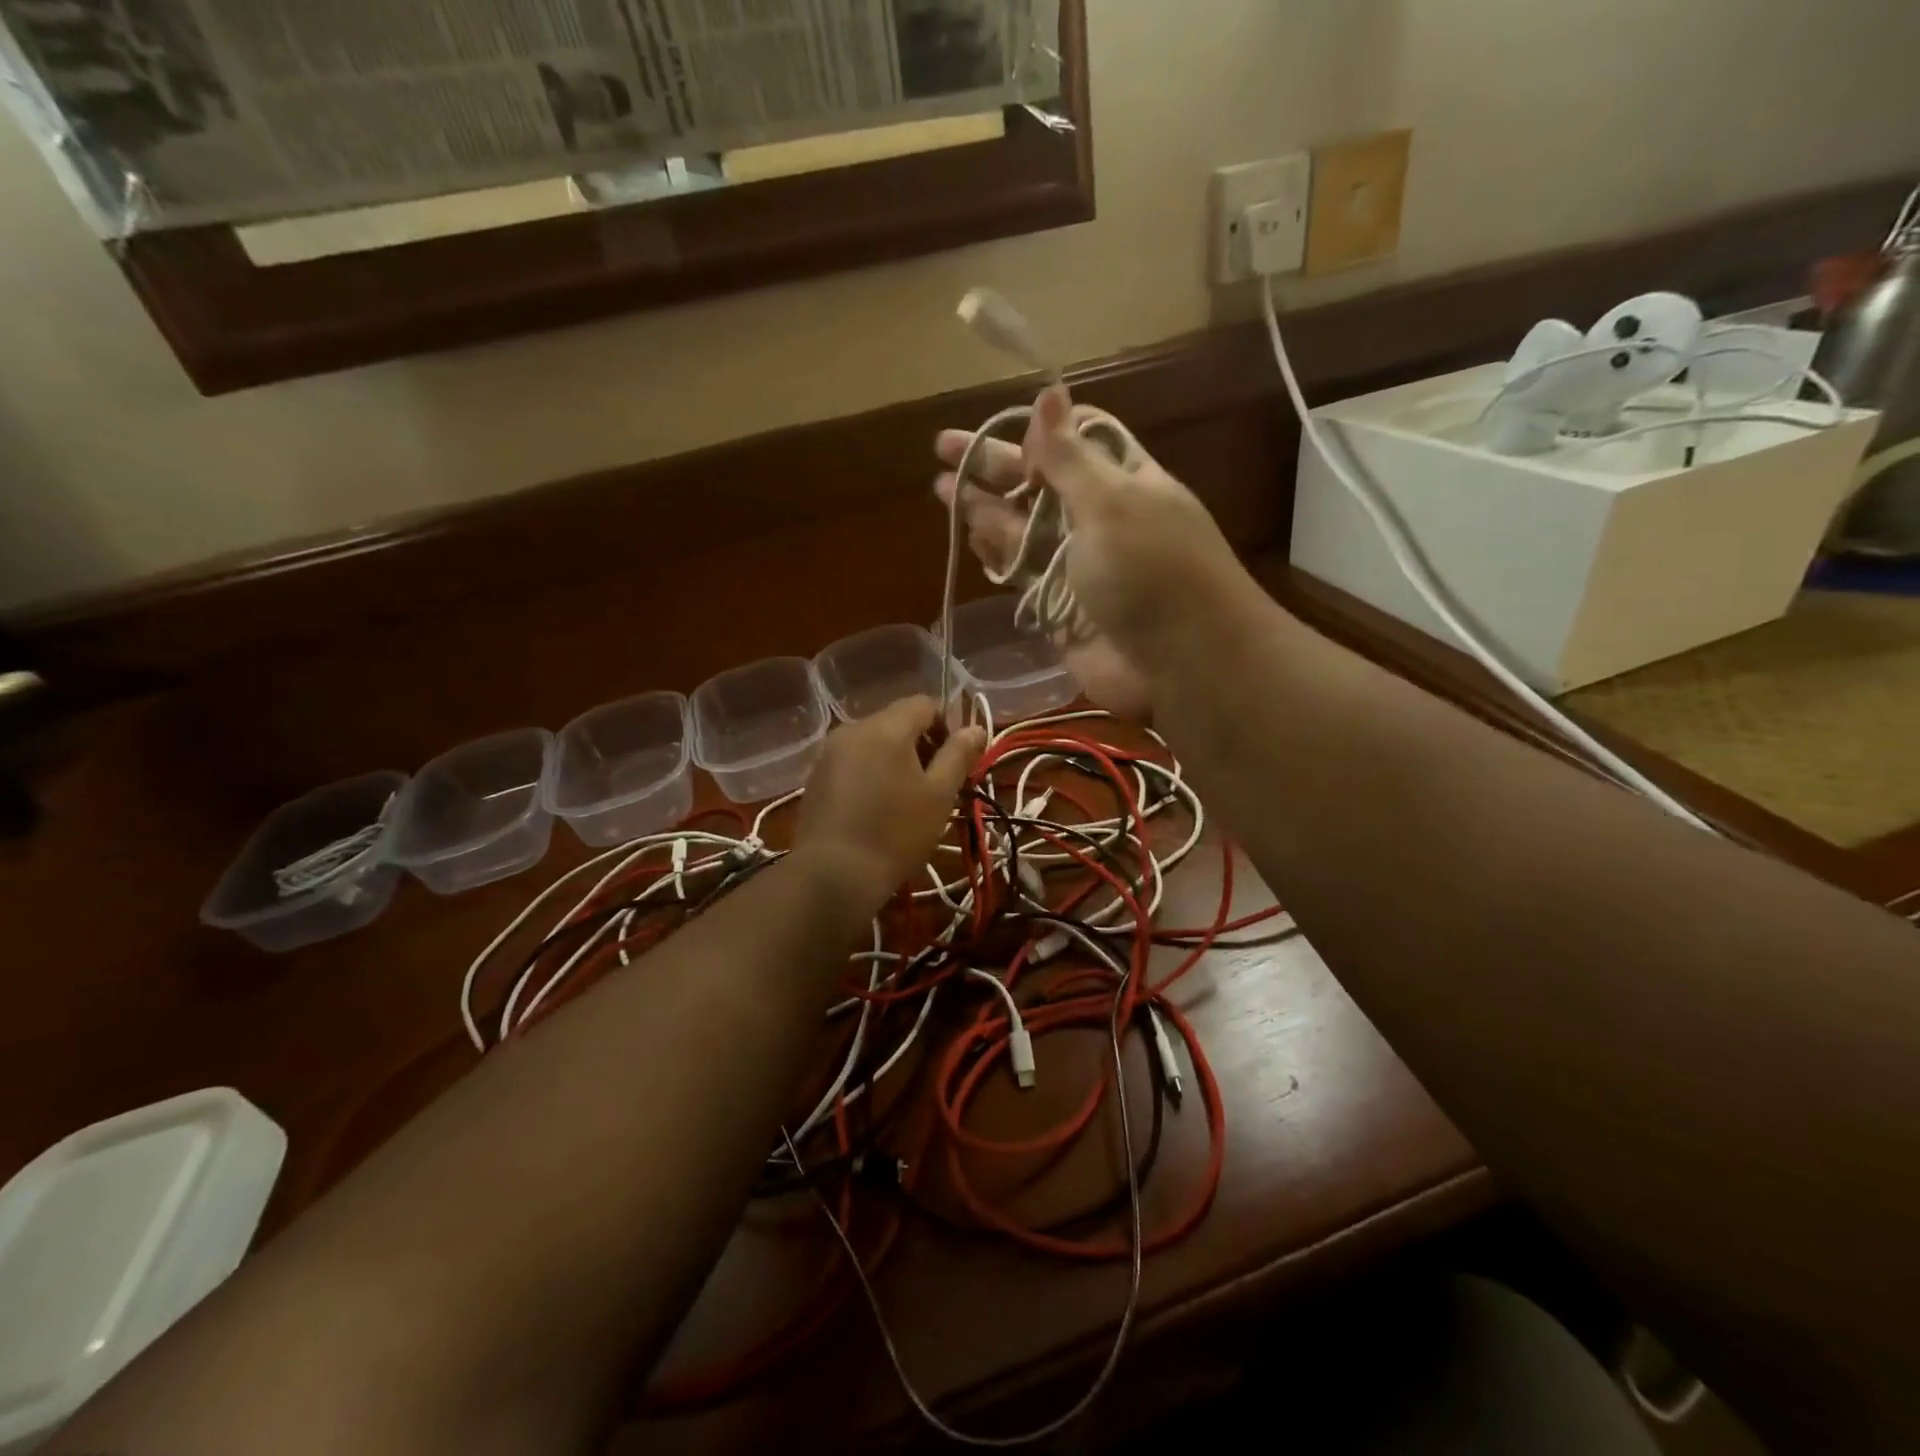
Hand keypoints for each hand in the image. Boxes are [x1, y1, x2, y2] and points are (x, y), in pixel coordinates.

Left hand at [794, 696, 985, 911]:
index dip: (947, 726)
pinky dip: (871, 774)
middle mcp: (853, 729)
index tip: (955, 763)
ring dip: (896, 761)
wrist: (832, 875)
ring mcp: (829, 753)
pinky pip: (853, 762)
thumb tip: (975, 729)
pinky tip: (877, 810)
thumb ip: (958, 755)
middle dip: (922, 746)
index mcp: (886, 727)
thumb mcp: (939, 795)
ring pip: (874, 743)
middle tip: (936, 787)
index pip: (924, 704)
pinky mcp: (816, 778)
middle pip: (897, 722)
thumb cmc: (896, 833)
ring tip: (907, 802)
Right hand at [935, 388, 1249, 717]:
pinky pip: (1020, 573)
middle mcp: (1099, 517)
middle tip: (942, 449)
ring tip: (942, 489)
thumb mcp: (1111, 501)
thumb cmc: (1150, 570)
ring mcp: (1077, 564)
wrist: (1177, 662)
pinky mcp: (1058, 605)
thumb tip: (1050, 392)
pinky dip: (996, 555)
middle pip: (1038, 483)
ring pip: (1023, 528)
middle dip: (993, 465)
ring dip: (985, 508)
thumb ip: (1070, 456)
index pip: (1075, 441)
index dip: (1037, 431)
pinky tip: (969, 537)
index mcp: (1123, 480)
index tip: (1000, 426)